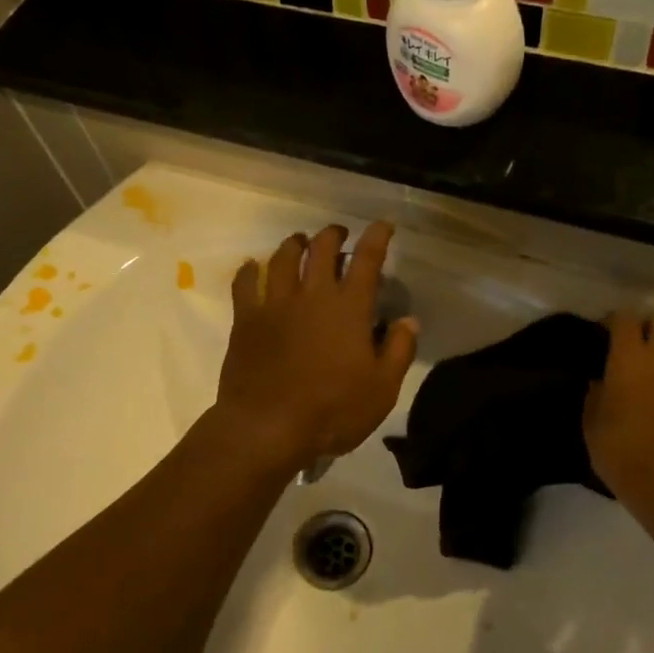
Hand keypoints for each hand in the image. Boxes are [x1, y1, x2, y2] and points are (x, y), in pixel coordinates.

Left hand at [214, 222, 418, 471]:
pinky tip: (251, 267)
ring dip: (293, 244)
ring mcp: (275, 304)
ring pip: (282, 258)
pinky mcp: (246, 320)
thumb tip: (408, 320)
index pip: (367, 260)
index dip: (377, 237)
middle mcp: (312, 295)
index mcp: (349, 308)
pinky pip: (245, 284)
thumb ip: (398, 350)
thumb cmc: (332, 411)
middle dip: (333, 235)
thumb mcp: (382, 389)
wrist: (267, 427)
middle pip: (321, 248)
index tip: (383, 225)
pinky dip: (248, 271)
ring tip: (299, 241)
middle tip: (338, 234)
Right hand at [583, 310, 653, 500]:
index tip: (600, 336)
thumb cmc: (622, 450)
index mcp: (631, 358)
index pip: (625, 318)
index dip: (612, 322)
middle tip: (628, 349)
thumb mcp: (592, 423)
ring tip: (645, 378)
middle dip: (645, 328)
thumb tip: (600, 382)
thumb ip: (595, 394)